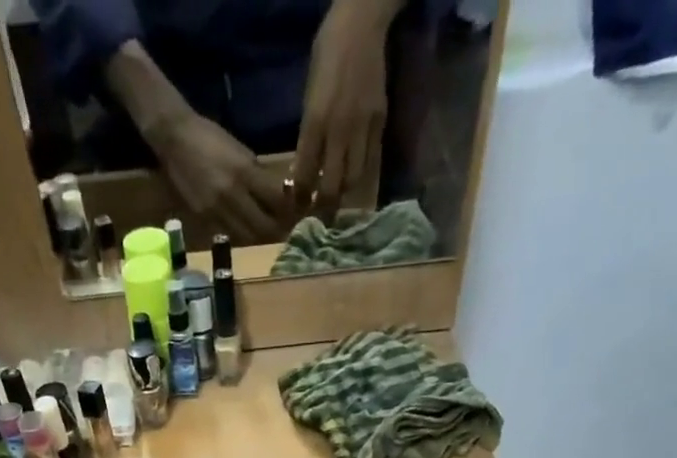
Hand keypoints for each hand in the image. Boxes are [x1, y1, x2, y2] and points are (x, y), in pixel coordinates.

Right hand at [152, 111, 287, 239]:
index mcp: (244, 172)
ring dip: (259, 236)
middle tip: (284, 228)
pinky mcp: (205, 219)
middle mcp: (232, 195)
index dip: (288, 210)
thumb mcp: (240, 151)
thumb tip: (276, 193)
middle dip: (277, 230)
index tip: (295, 211)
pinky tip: (245, 228)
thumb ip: (258, 175)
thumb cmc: (210, 138)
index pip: (275, 200)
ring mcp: (217, 210)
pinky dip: (241, 234)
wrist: (175, 140)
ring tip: (266, 231)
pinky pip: (230, 234)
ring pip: (247, 236)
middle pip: (263, 226)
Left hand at [293, 0, 396, 219]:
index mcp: (315, 121)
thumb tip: (302, 169)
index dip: (300, 198)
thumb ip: (308, 134)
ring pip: (353, 179)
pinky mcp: (380, 122)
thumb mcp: (308, 95)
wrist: (362, 23)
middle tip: (318, 216)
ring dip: (343, 193)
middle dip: (323, 206)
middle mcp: (339, 130)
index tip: (297, 210)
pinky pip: (370, 160)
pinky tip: (352, 176)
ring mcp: (362, 127)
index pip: (304, 175)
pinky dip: (359, 174)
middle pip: (331, 186)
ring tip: (336, 197)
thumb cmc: (328, 54)